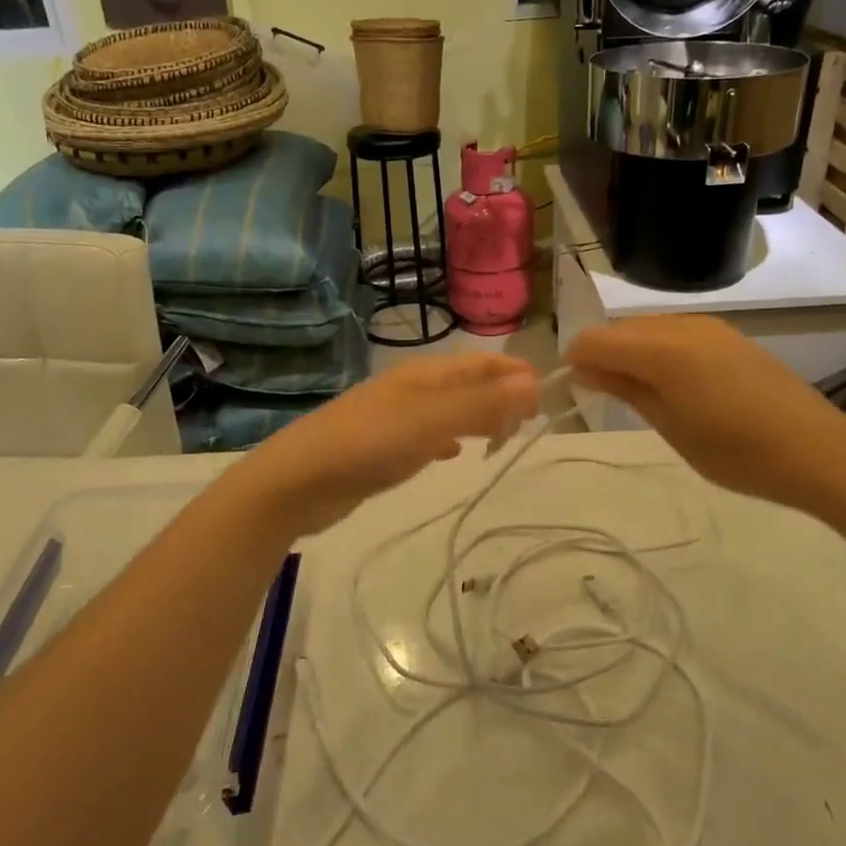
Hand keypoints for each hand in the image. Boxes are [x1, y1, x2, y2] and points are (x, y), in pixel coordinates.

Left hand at [238, 354, 540, 535]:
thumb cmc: (368, 445)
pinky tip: (452, 453)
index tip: (547, 393)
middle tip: (529, 422)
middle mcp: (411, 389)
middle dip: (499, 396)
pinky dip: (447, 438)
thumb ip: (481, 403)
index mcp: (424, 375)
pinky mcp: (382, 445)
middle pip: (466, 384)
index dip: (514, 372)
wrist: (299, 481)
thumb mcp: (430, 422)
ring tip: (502, 436)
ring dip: (477, 417)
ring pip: (448, 410)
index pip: (480, 363)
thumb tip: (532, 381)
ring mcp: (394, 417)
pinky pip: (426, 434)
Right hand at [566, 316, 845, 511]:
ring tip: (638, 393)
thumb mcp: (671, 426)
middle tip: (604, 396)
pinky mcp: (728, 335)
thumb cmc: (736, 452)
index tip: (574, 391)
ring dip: (631, 352)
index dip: (576, 361)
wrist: (816, 451)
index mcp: (664, 350)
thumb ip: (625, 389)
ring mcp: (709, 326)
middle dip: (602, 355)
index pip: (596, 340)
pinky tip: (672, 383)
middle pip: (621, 329)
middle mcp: (683, 325)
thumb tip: (585, 369)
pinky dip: (658, 350)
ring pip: (648, 328)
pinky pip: (675, 332)